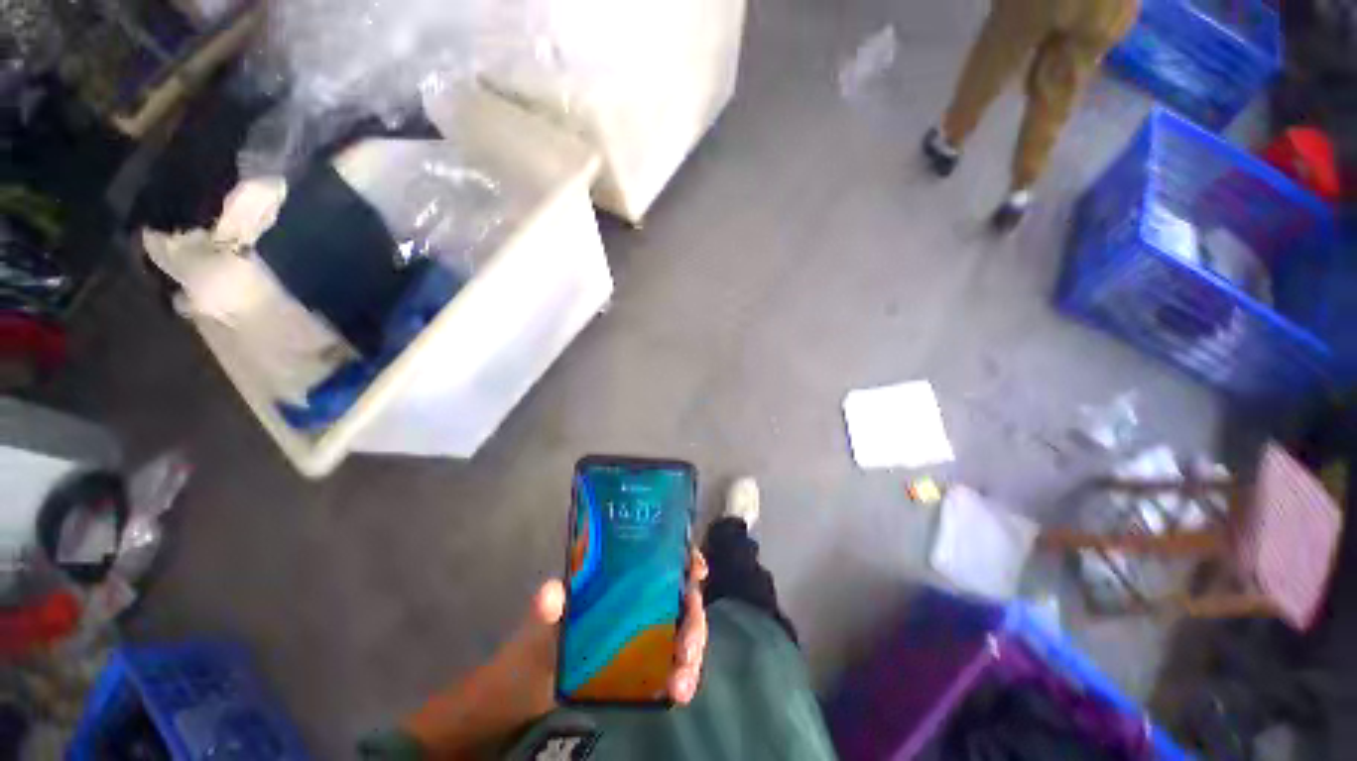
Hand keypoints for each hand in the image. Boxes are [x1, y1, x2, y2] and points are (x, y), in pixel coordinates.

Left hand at [405, 551, 710, 755]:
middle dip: (693, 620)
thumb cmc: (531, 654)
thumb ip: (545, 612)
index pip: (660, 562)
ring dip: (692, 653)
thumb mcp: (538, 630)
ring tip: (682, 685)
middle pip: (680, 599)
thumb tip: (552, 593)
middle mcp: (638, 604)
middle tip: (686, 650)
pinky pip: (674, 664)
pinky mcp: (644, 668)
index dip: (683, 560)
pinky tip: (678, 692)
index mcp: (620, 585)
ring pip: (683, 633)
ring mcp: (643, 637)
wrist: (520, 703)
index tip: (696, 569)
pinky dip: (682, 675)